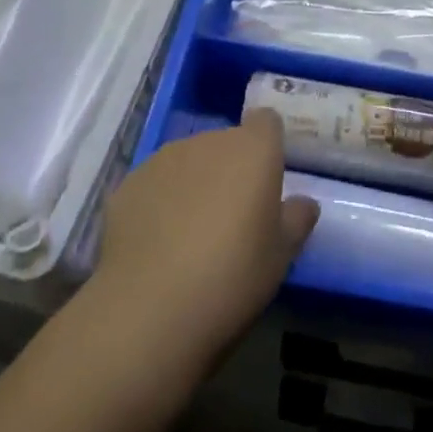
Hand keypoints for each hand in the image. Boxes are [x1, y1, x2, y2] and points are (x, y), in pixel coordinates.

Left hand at [91, 110, 318, 367]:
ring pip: (188, 161)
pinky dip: (159, 203)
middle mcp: (209, 140)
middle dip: (230, 169)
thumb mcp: (280, 257)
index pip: (266, 122)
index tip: (267, 179)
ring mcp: (164, 158)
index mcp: (253, 149)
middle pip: (226, 143)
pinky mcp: (129, 183)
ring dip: (194, 184)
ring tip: (190, 235)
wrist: (149, 309)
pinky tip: (156, 245)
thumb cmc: (232, 277)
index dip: (268, 145)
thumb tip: (304, 203)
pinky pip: (154, 184)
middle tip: (232, 218)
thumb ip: (296, 220)